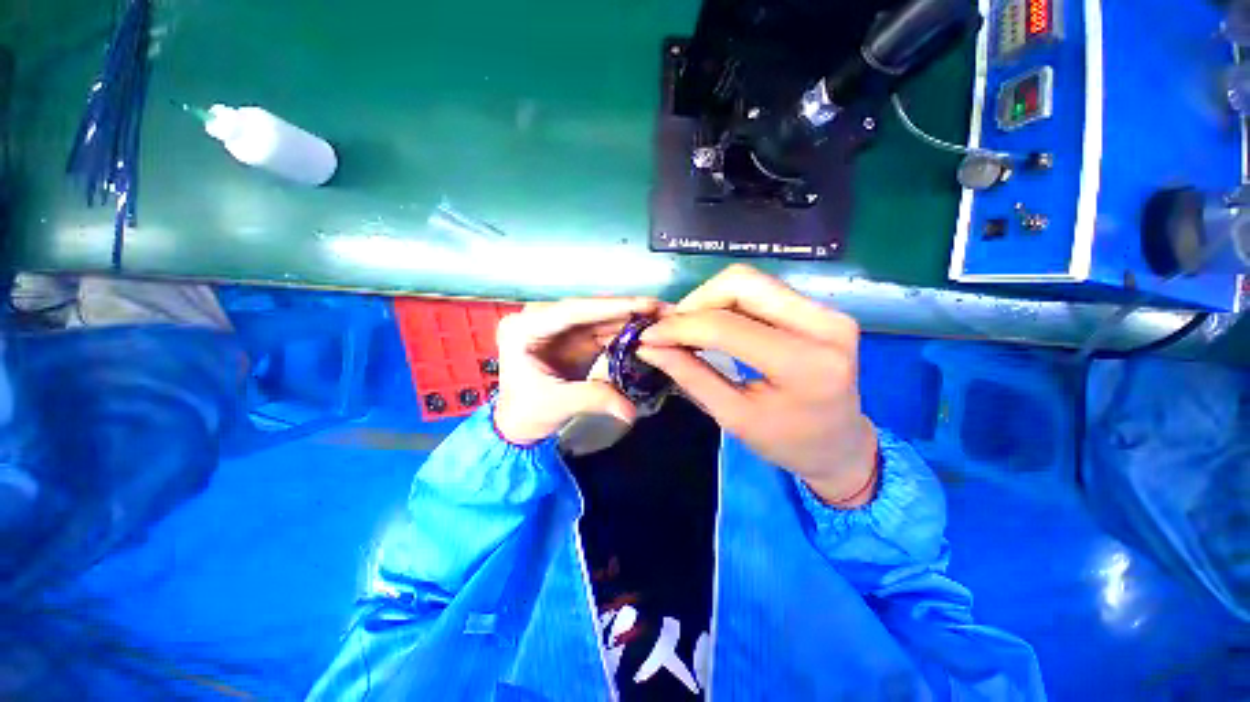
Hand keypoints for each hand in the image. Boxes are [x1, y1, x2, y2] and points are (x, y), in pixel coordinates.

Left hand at [493, 297, 664, 444]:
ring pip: (597, 317)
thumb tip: (630, 410)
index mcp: (523, 329)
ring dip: (627, 317)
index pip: (572, 311)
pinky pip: (600, 329)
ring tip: (659, 317)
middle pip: (588, 309)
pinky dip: (622, 330)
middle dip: (625, 309)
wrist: (518, 423)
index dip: (610, 306)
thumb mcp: (557, 404)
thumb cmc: (526, 413)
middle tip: (661, 308)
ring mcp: (556, 326)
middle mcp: (538, 319)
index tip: (644, 303)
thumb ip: (594, 398)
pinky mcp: (570, 336)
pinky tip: (643, 329)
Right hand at [637, 265, 877, 506]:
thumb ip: (690, 375)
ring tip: (689, 328)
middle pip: (742, 283)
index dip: (680, 327)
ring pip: (751, 280)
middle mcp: (823, 326)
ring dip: (710, 299)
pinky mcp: (821, 309)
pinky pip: (763, 290)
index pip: (727, 327)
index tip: (648, 336)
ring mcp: (827, 312)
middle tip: (672, 330)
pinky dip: (729, 302)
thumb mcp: (733, 417)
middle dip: (695, 302)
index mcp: (804, 365)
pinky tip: (714, 324)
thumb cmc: (787, 442)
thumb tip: (649, 347)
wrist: (841, 444)